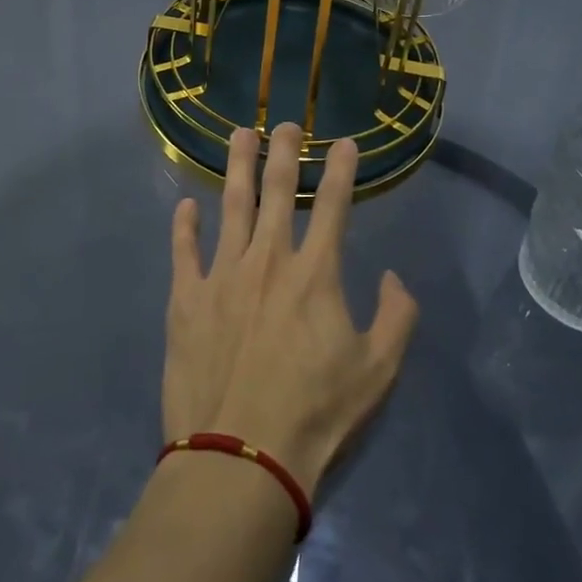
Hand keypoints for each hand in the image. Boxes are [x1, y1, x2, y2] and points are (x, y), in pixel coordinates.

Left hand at [164, 125, 419, 496]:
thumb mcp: (378, 372)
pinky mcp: (185, 299)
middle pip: (277, 191)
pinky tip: (186, 205)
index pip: (334, 206)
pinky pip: (183, 250)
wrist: (240, 457)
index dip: (342, 169)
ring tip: (239, 135)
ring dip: (237, 167)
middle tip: (284, 123)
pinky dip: (184, 225)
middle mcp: (267, 260)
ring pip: (230, 206)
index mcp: (314, 274)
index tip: (345, 142)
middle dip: (284, 151)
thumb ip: (397, 317)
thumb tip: (395, 277)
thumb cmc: (315, 415)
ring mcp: (221, 275)